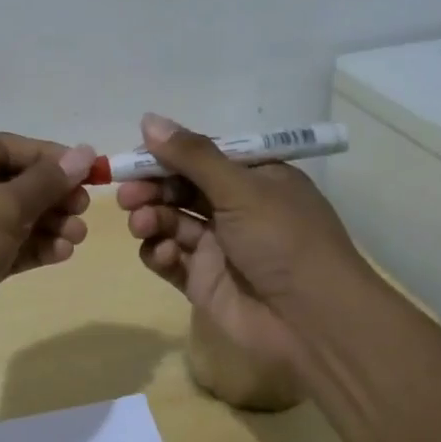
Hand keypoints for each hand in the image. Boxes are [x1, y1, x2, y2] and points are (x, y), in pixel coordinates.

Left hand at [0, 133, 96, 371]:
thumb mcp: (1, 207)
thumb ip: (45, 182)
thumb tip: (83, 153)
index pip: (6, 148)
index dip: (49, 157)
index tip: (89, 171)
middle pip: (11, 183)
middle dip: (51, 195)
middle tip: (83, 209)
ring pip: (11, 218)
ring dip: (47, 224)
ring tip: (77, 237)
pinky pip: (6, 247)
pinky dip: (33, 248)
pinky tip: (61, 254)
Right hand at [118, 114, 370, 378]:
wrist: (312, 321)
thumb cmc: (284, 240)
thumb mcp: (241, 188)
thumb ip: (192, 156)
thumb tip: (148, 119)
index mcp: (254, 179)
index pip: (201, 157)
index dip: (167, 155)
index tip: (135, 156)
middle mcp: (235, 208)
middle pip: (180, 188)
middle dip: (151, 188)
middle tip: (127, 194)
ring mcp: (217, 246)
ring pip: (170, 222)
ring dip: (150, 218)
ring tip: (142, 224)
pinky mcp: (202, 281)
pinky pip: (169, 259)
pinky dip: (159, 252)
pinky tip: (162, 254)